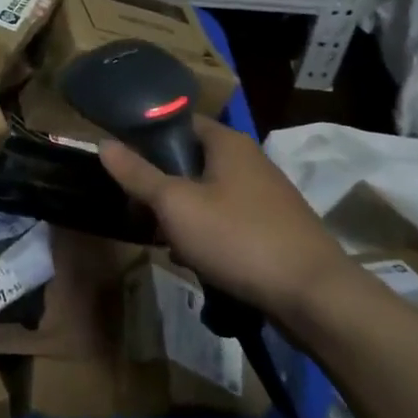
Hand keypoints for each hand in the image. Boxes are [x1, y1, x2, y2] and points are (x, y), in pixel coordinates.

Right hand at [99, 116, 352, 323]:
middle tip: (139, 208)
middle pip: (191, 161)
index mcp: (227, 143)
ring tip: (164, 241)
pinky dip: (207, 234)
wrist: (313, 295)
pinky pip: (227, 221)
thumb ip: (138, 174)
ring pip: (207, 194)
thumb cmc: (238, 238)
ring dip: (183, 215)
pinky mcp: (274, 228)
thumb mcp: (176, 205)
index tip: (122, 160)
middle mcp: (249, 160)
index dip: (147, 136)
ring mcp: (265, 195)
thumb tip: (103, 143)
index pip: (179, 122)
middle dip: (162, 185)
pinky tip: (196, 261)